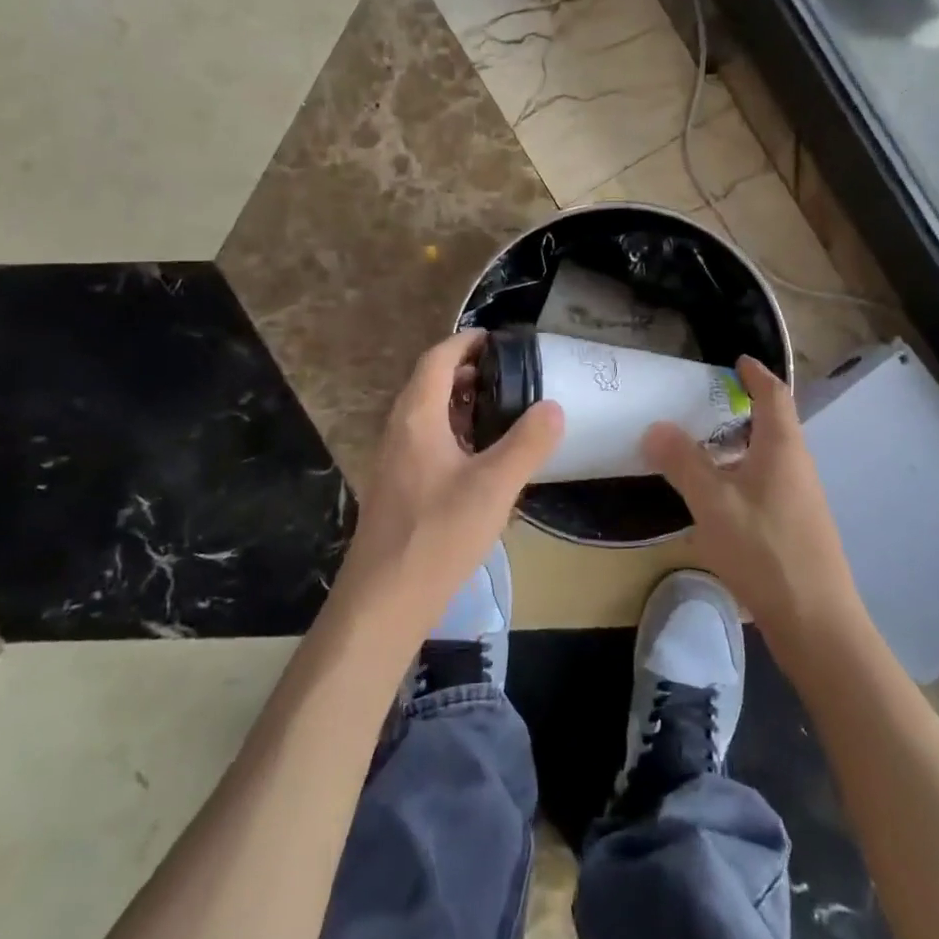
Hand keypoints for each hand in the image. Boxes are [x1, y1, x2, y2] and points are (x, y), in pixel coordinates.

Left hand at [333, 330, 563, 641]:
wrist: (384, 600)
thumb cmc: (438, 535)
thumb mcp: (494, 487)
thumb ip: (527, 444)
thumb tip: (553, 407)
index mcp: (417, 418)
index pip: (436, 359)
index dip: (465, 342)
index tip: (496, 339)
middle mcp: (399, 430)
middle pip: (428, 383)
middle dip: (465, 371)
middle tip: (507, 375)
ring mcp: (394, 460)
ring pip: (426, 414)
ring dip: (459, 403)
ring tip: (500, 410)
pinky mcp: (398, 487)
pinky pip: (425, 441)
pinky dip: (453, 432)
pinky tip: (479, 458)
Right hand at [642, 356, 858, 642]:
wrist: (816, 621)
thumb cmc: (764, 550)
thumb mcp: (713, 502)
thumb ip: (683, 462)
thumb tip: (656, 427)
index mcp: (782, 447)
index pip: (774, 395)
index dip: (756, 375)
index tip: (737, 361)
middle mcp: (797, 465)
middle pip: (773, 424)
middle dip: (743, 409)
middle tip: (704, 404)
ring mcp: (801, 498)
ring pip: (769, 457)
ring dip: (740, 445)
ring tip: (702, 448)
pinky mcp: (797, 526)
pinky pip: (767, 482)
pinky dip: (742, 474)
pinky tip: (718, 497)